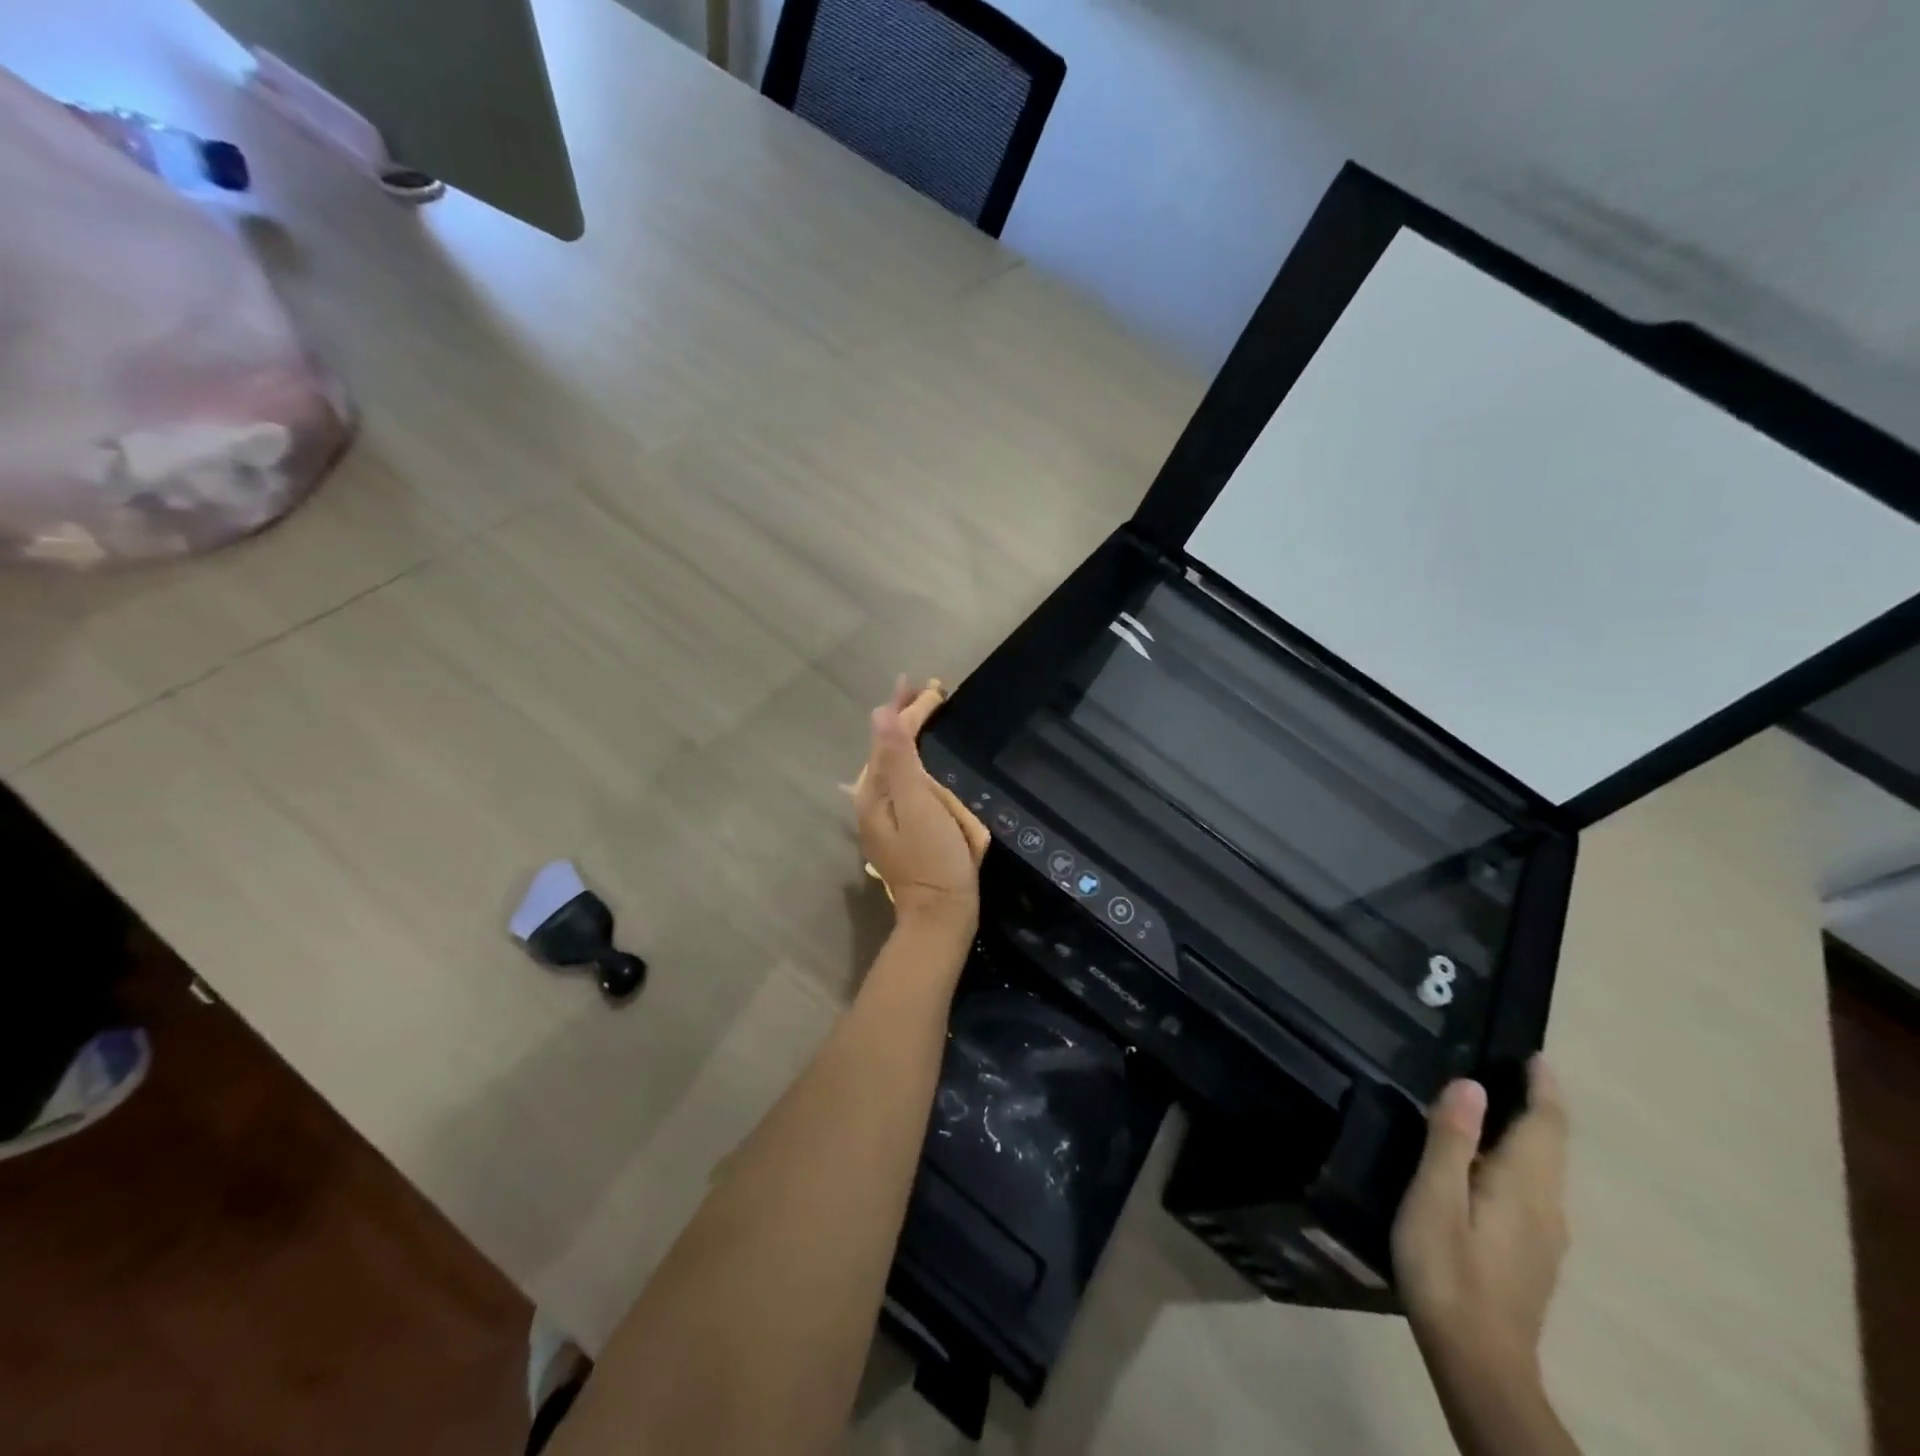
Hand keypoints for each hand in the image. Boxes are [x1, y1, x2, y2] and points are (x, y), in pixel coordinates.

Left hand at [854, 678, 982, 933]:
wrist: (942, 915)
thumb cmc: (934, 859)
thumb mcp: (918, 806)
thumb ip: (899, 760)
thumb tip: (880, 715)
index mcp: (875, 793)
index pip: (888, 738)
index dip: (906, 710)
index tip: (923, 684)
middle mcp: (874, 801)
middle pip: (887, 749)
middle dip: (904, 718)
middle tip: (928, 692)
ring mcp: (886, 817)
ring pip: (894, 765)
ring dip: (909, 736)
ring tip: (925, 713)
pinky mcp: (903, 829)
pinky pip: (904, 782)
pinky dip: (915, 760)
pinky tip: (922, 758)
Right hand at [1392, 1059, 1569, 1384]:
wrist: (1478, 1361)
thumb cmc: (1448, 1268)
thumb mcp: (1436, 1197)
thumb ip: (1451, 1139)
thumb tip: (1471, 1085)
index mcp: (1524, 1186)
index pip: (1546, 1125)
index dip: (1543, 1087)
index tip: (1534, 1055)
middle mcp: (1547, 1207)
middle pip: (1550, 1145)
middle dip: (1537, 1105)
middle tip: (1506, 1069)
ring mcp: (1544, 1236)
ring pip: (1543, 1170)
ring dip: (1527, 1132)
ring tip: (1490, 1107)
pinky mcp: (1531, 1256)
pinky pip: (1532, 1190)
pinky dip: (1518, 1160)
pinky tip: (1485, 1166)